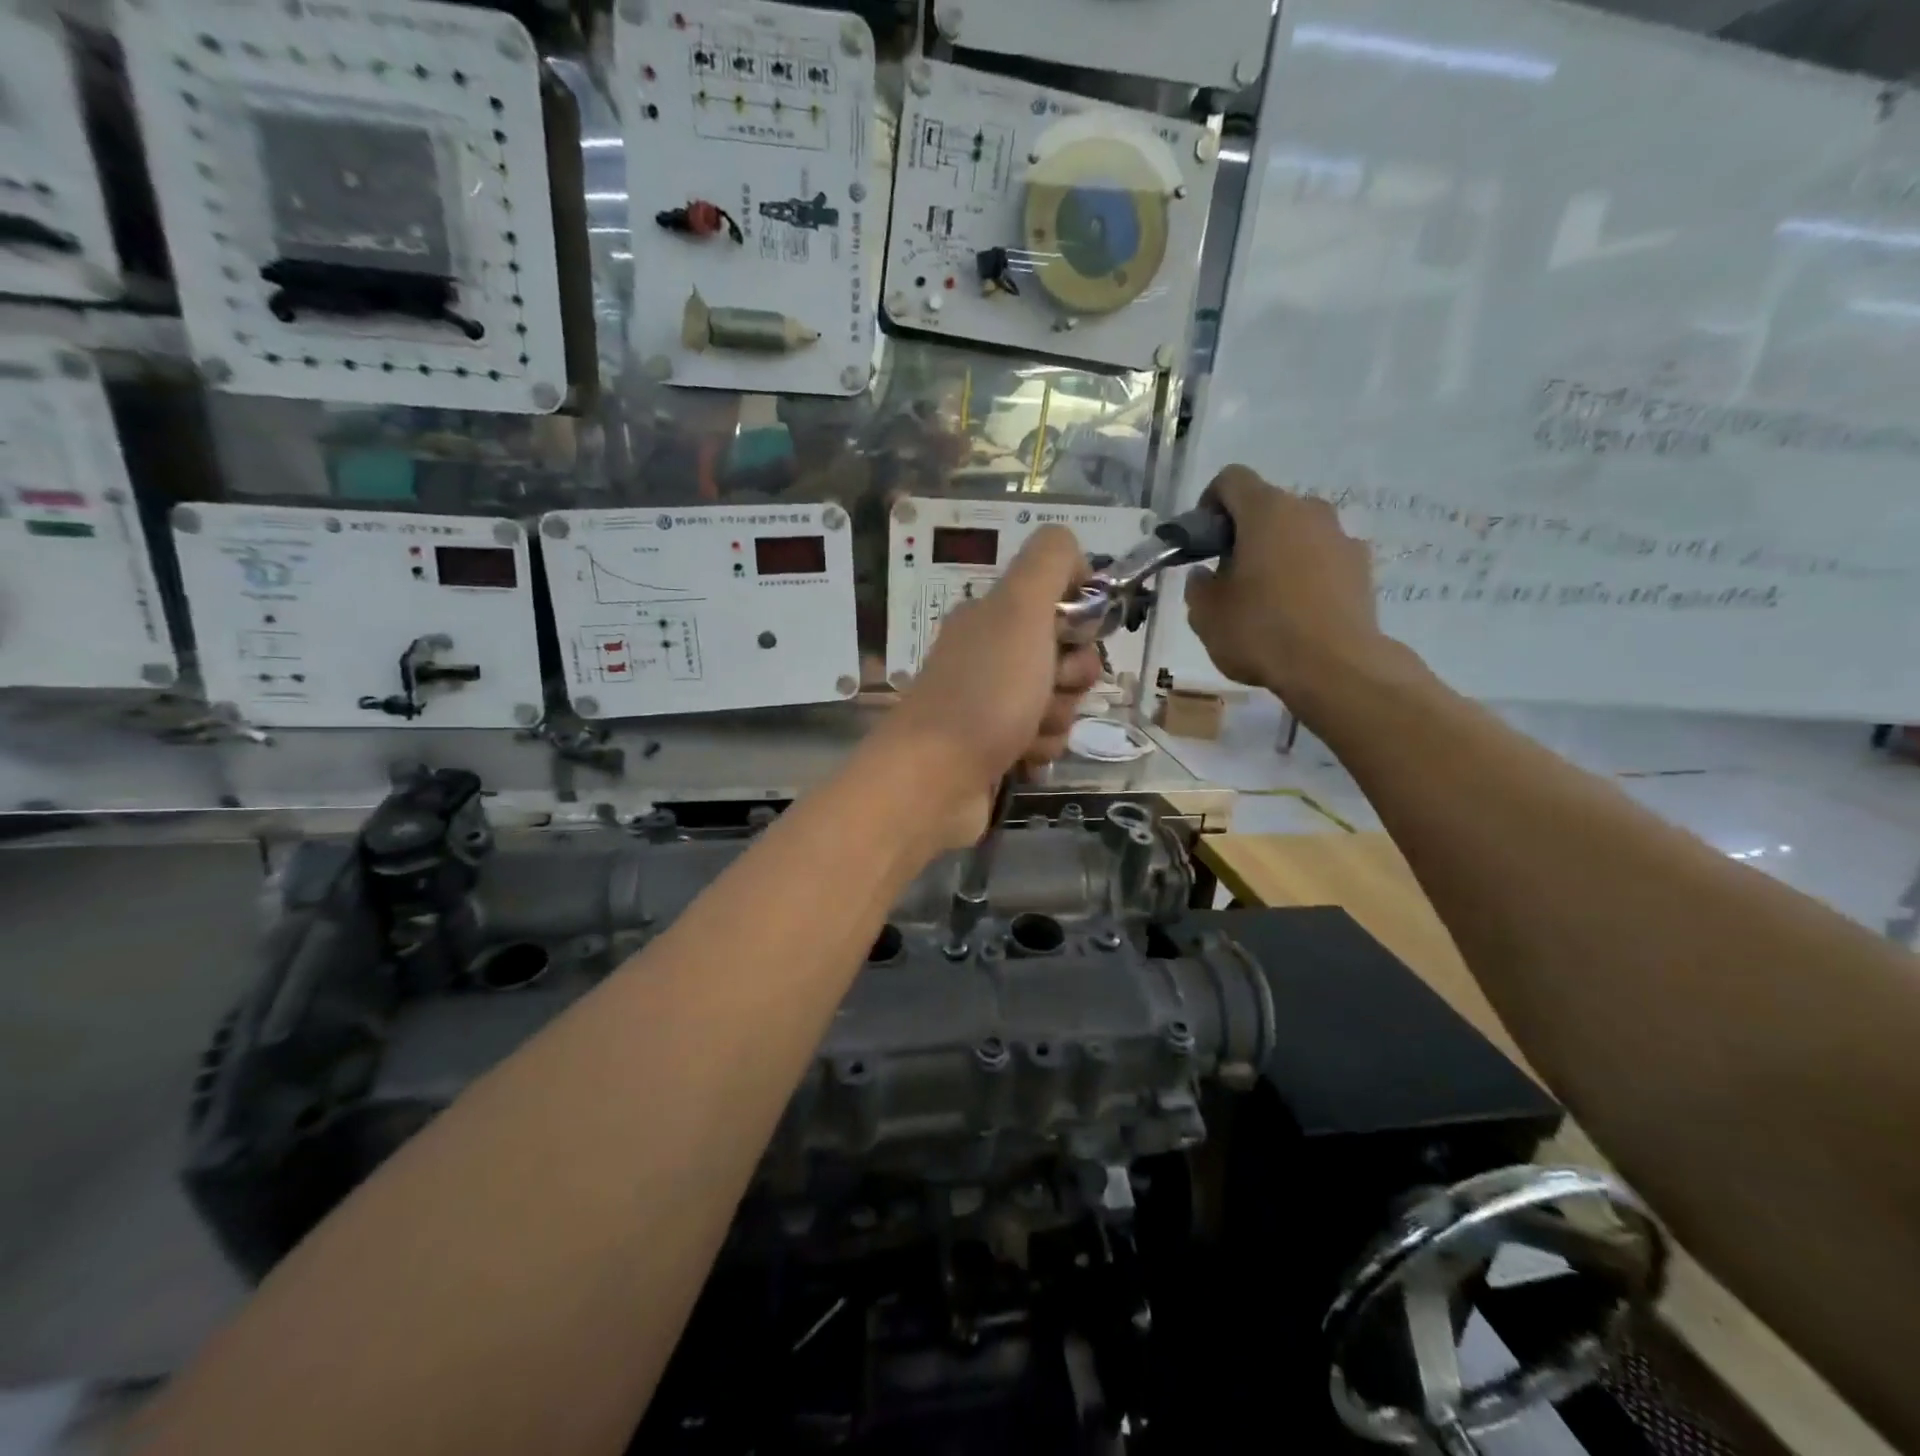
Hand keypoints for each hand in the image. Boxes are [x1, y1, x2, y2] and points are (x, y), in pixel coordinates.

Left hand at [878, 525, 1101, 840]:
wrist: (934, 779)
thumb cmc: (984, 691)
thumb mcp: (1020, 608)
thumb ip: (1049, 562)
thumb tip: (1073, 556)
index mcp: (992, 616)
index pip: (1060, 601)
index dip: (1078, 619)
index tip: (1074, 635)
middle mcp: (990, 655)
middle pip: (1066, 656)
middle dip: (1072, 677)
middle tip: (1049, 689)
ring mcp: (990, 704)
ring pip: (1060, 702)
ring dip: (1056, 719)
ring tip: (1025, 732)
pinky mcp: (995, 748)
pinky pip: (1043, 741)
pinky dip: (1039, 750)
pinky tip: (1019, 759)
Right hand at [1183, 466, 1397, 703]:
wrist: (1336, 668)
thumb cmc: (1261, 632)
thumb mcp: (1206, 614)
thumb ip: (1199, 586)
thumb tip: (1206, 575)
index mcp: (1267, 511)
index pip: (1231, 479)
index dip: (1210, 504)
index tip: (1203, 541)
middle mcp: (1309, 511)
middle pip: (1268, 507)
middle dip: (1245, 534)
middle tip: (1230, 576)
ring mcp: (1342, 537)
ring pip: (1298, 533)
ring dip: (1278, 553)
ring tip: (1266, 598)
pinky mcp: (1363, 567)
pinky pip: (1324, 558)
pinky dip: (1307, 574)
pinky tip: (1298, 612)